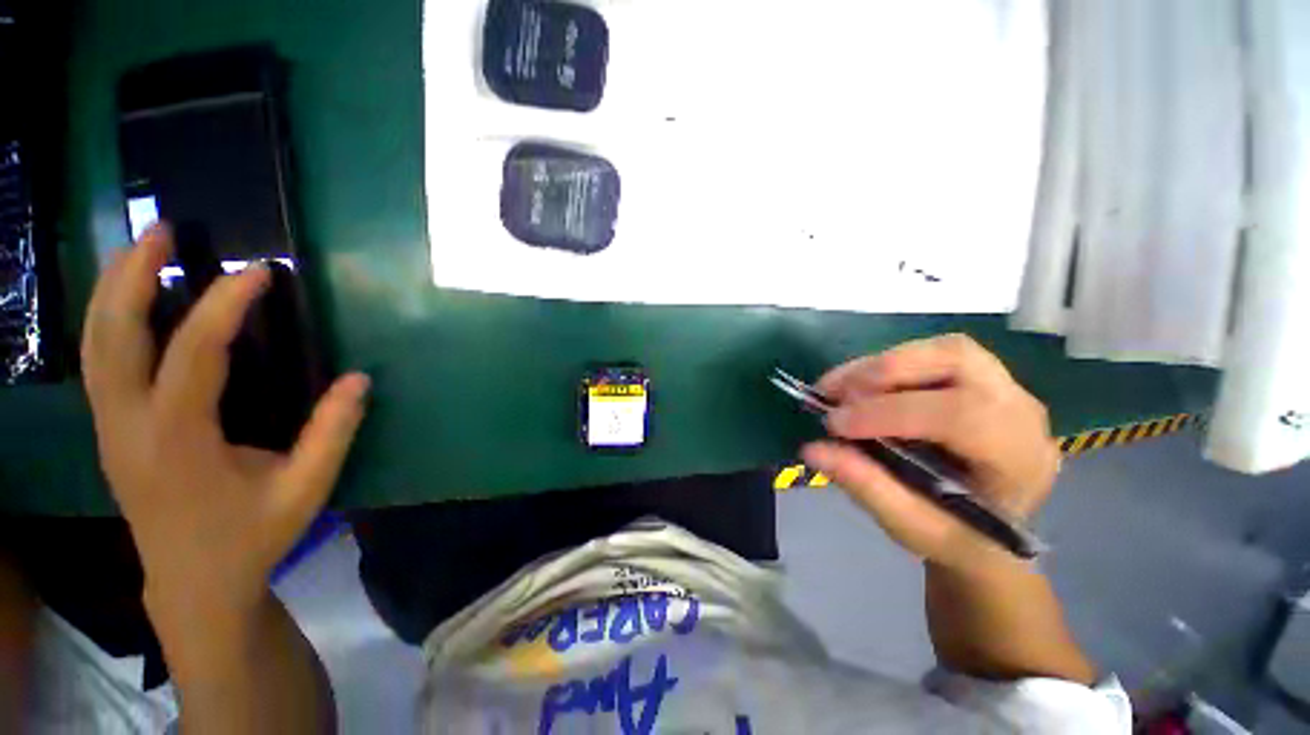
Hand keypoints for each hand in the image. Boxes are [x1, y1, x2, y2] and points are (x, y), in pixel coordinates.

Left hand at [81, 224, 369, 617]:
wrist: (193, 584)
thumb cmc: (251, 537)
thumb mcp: (305, 489)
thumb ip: (332, 432)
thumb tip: (360, 380)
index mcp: (178, 443)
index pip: (194, 356)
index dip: (224, 306)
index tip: (258, 272)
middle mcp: (129, 428)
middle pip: (113, 337)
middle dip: (133, 276)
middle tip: (162, 231)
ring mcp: (110, 428)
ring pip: (95, 344)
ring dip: (114, 290)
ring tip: (142, 249)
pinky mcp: (110, 431)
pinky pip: (99, 362)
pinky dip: (110, 319)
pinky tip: (132, 301)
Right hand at [801, 334, 1059, 573]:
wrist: (989, 532)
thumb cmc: (956, 537)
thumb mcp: (910, 526)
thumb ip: (865, 486)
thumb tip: (812, 450)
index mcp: (1019, 459)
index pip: (960, 415)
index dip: (890, 413)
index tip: (834, 424)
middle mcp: (1020, 411)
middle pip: (957, 360)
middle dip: (885, 371)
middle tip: (833, 393)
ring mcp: (1004, 388)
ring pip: (942, 350)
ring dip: (880, 364)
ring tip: (835, 387)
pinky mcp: (980, 379)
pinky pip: (931, 356)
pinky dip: (885, 365)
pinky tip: (855, 385)